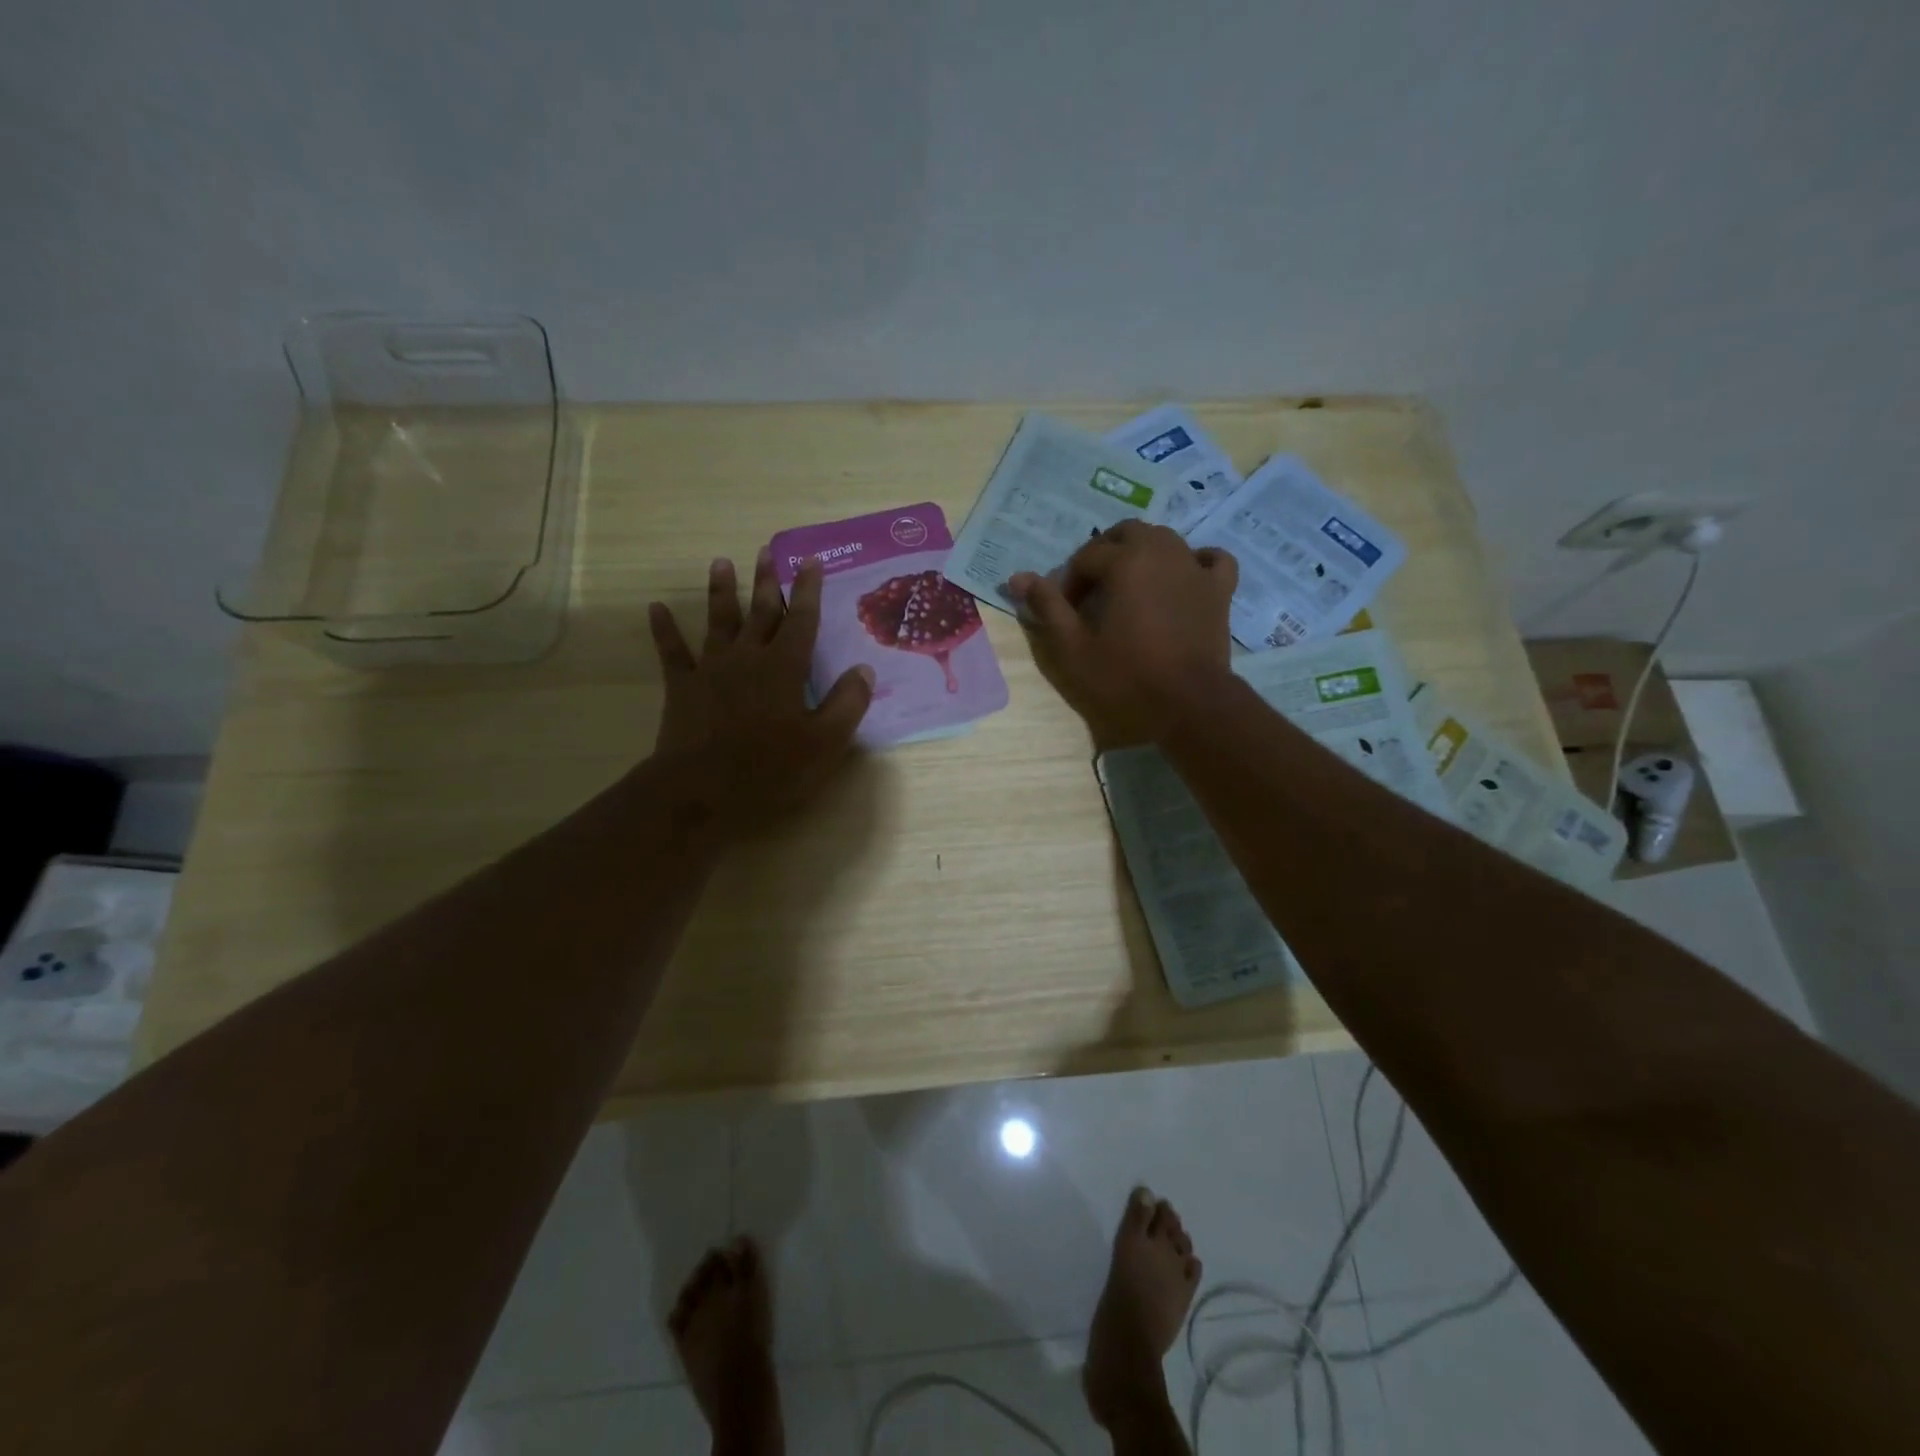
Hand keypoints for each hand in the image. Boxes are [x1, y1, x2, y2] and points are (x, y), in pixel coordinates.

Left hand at [648, 549, 873, 836]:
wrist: (701, 791)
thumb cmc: (770, 770)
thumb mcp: (825, 743)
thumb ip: (848, 703)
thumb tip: (864, 670)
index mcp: (785, 667)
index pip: (802, 620)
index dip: (808, 590)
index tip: (811, 561)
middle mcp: (748, 657)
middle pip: (760, 611)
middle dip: (767, 581)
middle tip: (767, 550)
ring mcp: (711, 669)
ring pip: (718, 621)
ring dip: (720, 592)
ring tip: (720, 563)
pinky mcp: (682, 688)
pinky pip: (672, 652)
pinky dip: (664, 630)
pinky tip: (655, 609)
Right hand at [1009, 522, 1237, 744]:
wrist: (1188, 705)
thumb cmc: (1125, 678)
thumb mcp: (1073, 647)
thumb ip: (1048, 607)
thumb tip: (1017, 576)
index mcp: (1125, 562)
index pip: (1086, 557)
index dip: (1069, 582)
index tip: (1066, 612)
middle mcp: (1162, 552)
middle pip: (1126, 533)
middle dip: (1104, 554)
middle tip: (1093, 591)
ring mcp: (1195, 568)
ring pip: (1166, 539)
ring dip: (1142, 553)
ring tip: (1129, 587)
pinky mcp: (1219, 590)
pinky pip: (1212, 559)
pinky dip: (1195, 561)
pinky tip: (1183, 576)